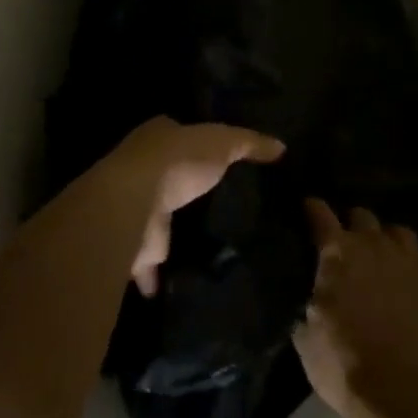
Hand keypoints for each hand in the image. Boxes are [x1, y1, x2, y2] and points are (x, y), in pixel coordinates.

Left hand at [96, 116, 284, 295]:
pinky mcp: (138, 245)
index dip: (196, 144)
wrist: (136, 202)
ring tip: (209, 245)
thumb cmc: (178, 160)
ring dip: (173, 231)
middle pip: (168, 179)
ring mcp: (137, 209)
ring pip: (159, 220)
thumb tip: (281, 147)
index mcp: (158, 137)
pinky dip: (161, 275)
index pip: (179, 136)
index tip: (221, 161)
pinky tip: (185, 281)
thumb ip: (250, 143)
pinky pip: (152, 263)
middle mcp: (141, 170)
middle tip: (221, 206)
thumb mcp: (222, 141)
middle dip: (186, 190)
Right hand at [293, 198, 417, 417]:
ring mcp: (412, 262)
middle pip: (363, 216)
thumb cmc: (345, 366)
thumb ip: (308, 307)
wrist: (406, 397)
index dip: (313, 209)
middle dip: (354, 226)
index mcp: (337, 253)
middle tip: (350, 246)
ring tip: (387, 260)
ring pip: (401, 232)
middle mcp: (374, 245)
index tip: (309, 208)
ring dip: (390, 242)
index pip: (320, 215)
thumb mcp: (307, 339)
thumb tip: (310, 302)